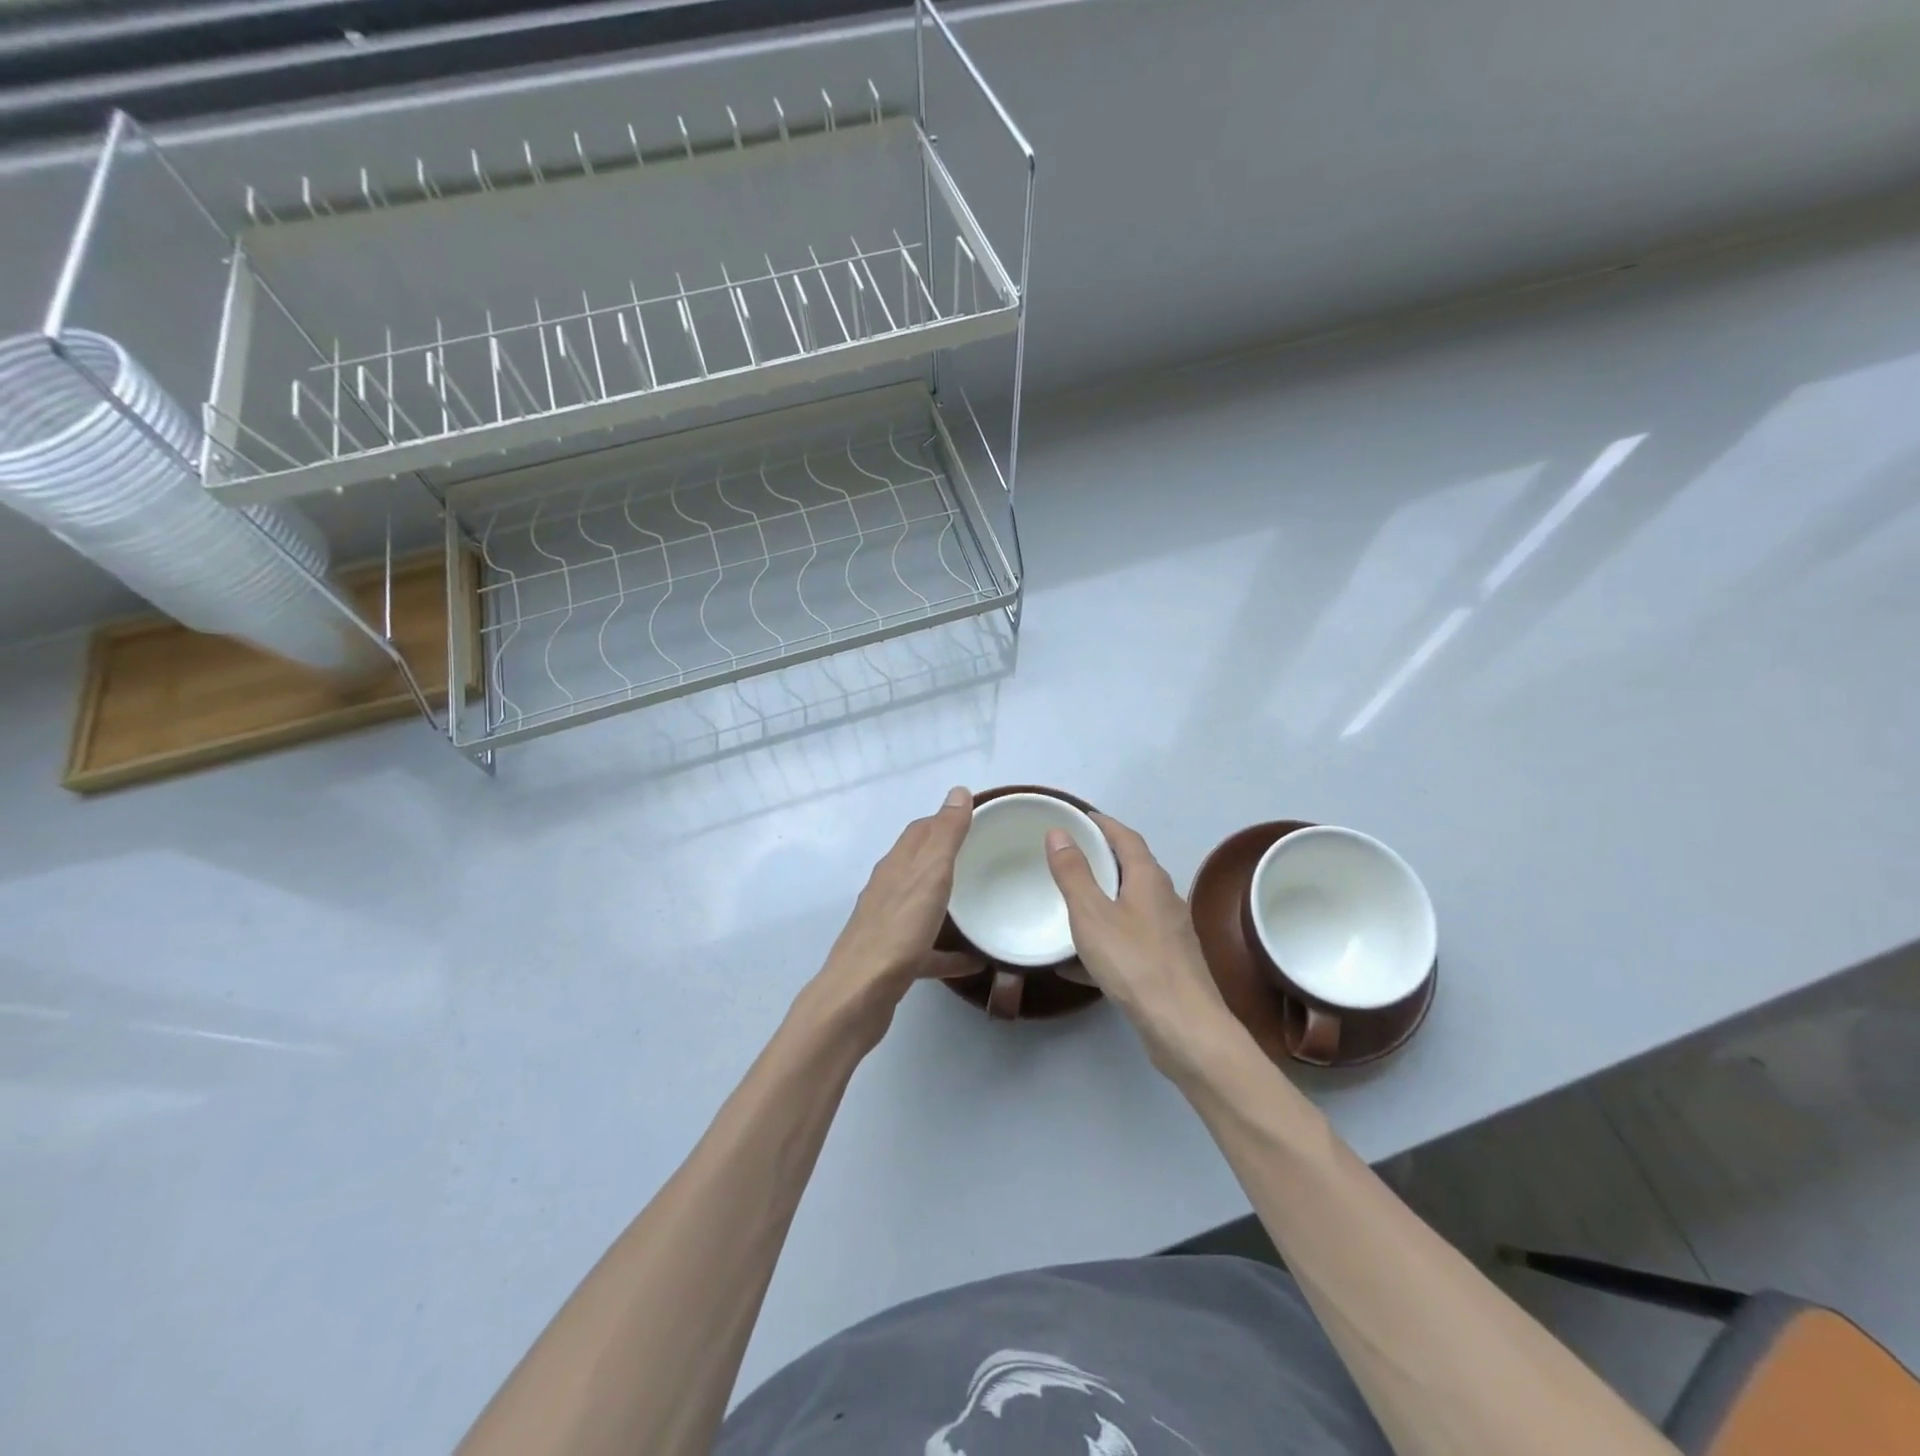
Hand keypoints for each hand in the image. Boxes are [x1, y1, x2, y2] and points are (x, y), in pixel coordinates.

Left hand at [803, 787, 981, 1046]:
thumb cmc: (898, 931)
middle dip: (946, 857)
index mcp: (896, 866)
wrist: (859, 995)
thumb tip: (958, 790)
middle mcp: (888, 890)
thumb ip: (945, 835)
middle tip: (982, 858)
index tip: (976, 820)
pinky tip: (972, 962)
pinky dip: (947, 950)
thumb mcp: (929, 875)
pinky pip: (926, 949)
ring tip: (978, 903)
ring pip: (920, 904)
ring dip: (945, 900)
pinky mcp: (892, 960)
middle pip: (918, 865)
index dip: (945, 820)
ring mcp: (888, 926)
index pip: (920, 831)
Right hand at [1046, 814, 1245, 1078]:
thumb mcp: (1092, 914)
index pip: (1126, 838)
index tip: (1080, 817)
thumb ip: (1074, 873)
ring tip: (1072, 904)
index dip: (1104, 824)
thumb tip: (1060, 832)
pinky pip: (1130, 940)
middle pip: (1133, 869)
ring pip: (1131, 906)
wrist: (1183, 1027)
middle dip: (1103, 860)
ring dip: (1104, 900)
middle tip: (1070, 857)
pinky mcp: (1168, 964)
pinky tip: (1079, 963)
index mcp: (1149, 879)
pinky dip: (1106, 939)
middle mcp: (1165, 899)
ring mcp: (1170, 934)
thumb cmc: (1134, 962)